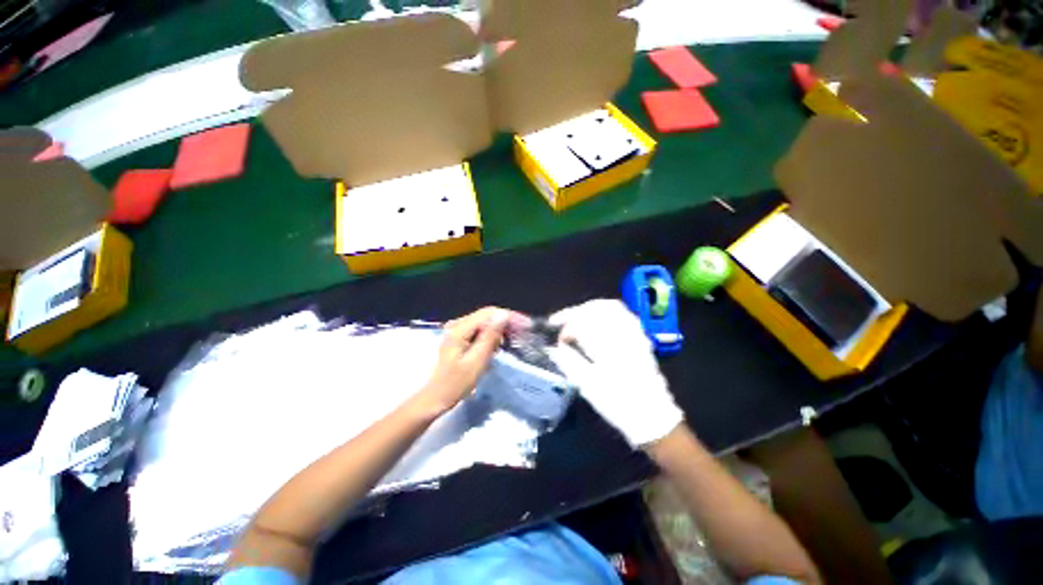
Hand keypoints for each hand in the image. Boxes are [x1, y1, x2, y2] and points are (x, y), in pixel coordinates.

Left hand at [415, 307, 516, 415]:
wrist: (436, 397)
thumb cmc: (456, 383)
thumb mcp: (477, 361)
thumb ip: (490, 336)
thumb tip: (503, 315)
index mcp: (460, 328)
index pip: (489, 313)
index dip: (508, 316)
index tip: (525, 324)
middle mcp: (458, 324)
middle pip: (487, 315)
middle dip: (506, 322)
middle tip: (523, 332)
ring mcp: (457, 330)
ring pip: (484, 323)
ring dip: (499, 329)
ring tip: (512, 339)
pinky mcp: (459, 337)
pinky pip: (479, 330)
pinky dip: (490, 335)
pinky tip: (498, 344)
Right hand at [548, 299, 683, 447]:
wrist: (653, 416)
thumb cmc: (619, 403)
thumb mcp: (588, 386)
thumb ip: (569, 362)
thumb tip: (553, 349)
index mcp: (609, 345)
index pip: (583, 322)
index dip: (566, 327)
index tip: (558, 339)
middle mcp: (623, 333)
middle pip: (597, 308)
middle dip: (575, 312)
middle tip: (561, 321)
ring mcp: (635, 333)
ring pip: (610, 308)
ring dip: (589, 310)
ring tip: (575, 319)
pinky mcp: (640, 337)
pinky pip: (623, 315)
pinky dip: (605, 313)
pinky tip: (596, 322)